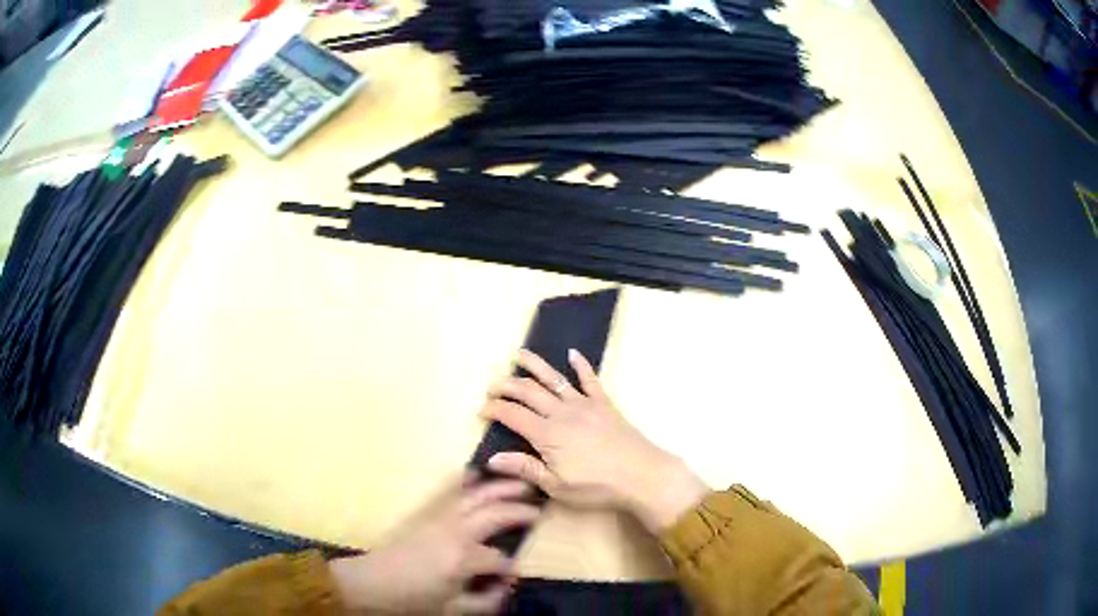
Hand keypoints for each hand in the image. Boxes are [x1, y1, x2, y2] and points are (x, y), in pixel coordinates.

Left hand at [329, 478, 538, 614]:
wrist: (372, 583)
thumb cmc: (413, 599)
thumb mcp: (453, 610)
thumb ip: (487, 601)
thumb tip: (508, 588)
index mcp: (463, 559)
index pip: (500, 559)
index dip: (511, 567)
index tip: (516, 574)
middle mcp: (456, 533)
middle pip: (495, 515)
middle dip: (520, 511)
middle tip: (541, 508)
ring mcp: (440, 519)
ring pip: (476, 497)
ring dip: (500, 488)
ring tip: (522, 482)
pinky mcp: (427, 515)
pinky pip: (448, 492)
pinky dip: (464, 480)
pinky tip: (475, 471)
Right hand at [480, 349, 708, 532]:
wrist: (641, 475)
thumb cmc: (597, 486)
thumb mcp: (556, 486)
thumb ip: (525, 469)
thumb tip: (492, 458)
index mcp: (547, 434)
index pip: (512, 415)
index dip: (493, 409)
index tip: (481, 410)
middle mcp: (561, 412)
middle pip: (528, 391)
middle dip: (506, 385)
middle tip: (492, 386)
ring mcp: (584, 404)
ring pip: (554, 378)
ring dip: (535, 365)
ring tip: (520, 354)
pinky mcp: (604, 403)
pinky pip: (590, 379)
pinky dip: (581, 365)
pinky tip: (572, 354)